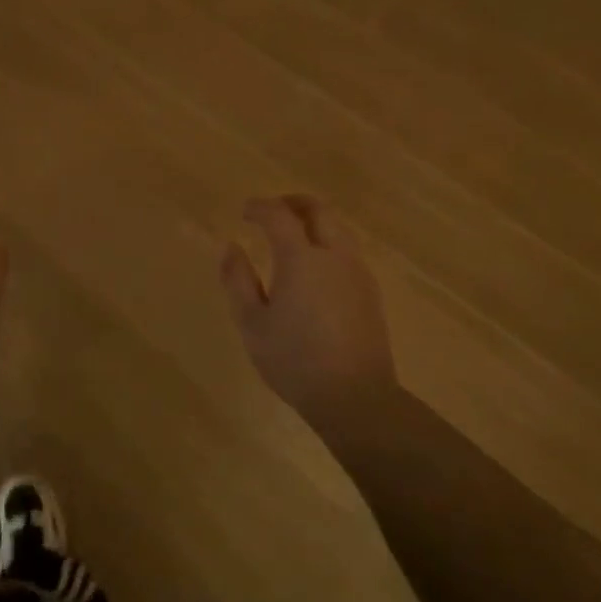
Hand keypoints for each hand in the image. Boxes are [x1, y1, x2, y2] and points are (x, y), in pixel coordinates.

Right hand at [221, 195, 395, 436]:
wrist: (357, 398)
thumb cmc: (295, 360)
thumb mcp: (252, 322)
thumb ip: (237, 279)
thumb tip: (229, 246)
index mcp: (302, 258)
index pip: (279, 215)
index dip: (260, 207)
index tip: (245, 211)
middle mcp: (334, 256)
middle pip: (319, 210)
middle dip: (293, 203)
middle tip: (272, 211)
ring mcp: (358, 273)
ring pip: (338, 229)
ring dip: (314, 222)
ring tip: (292, 237)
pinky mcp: (371, 293)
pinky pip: (348, 252)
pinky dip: (328, 244)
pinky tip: (314, 269)